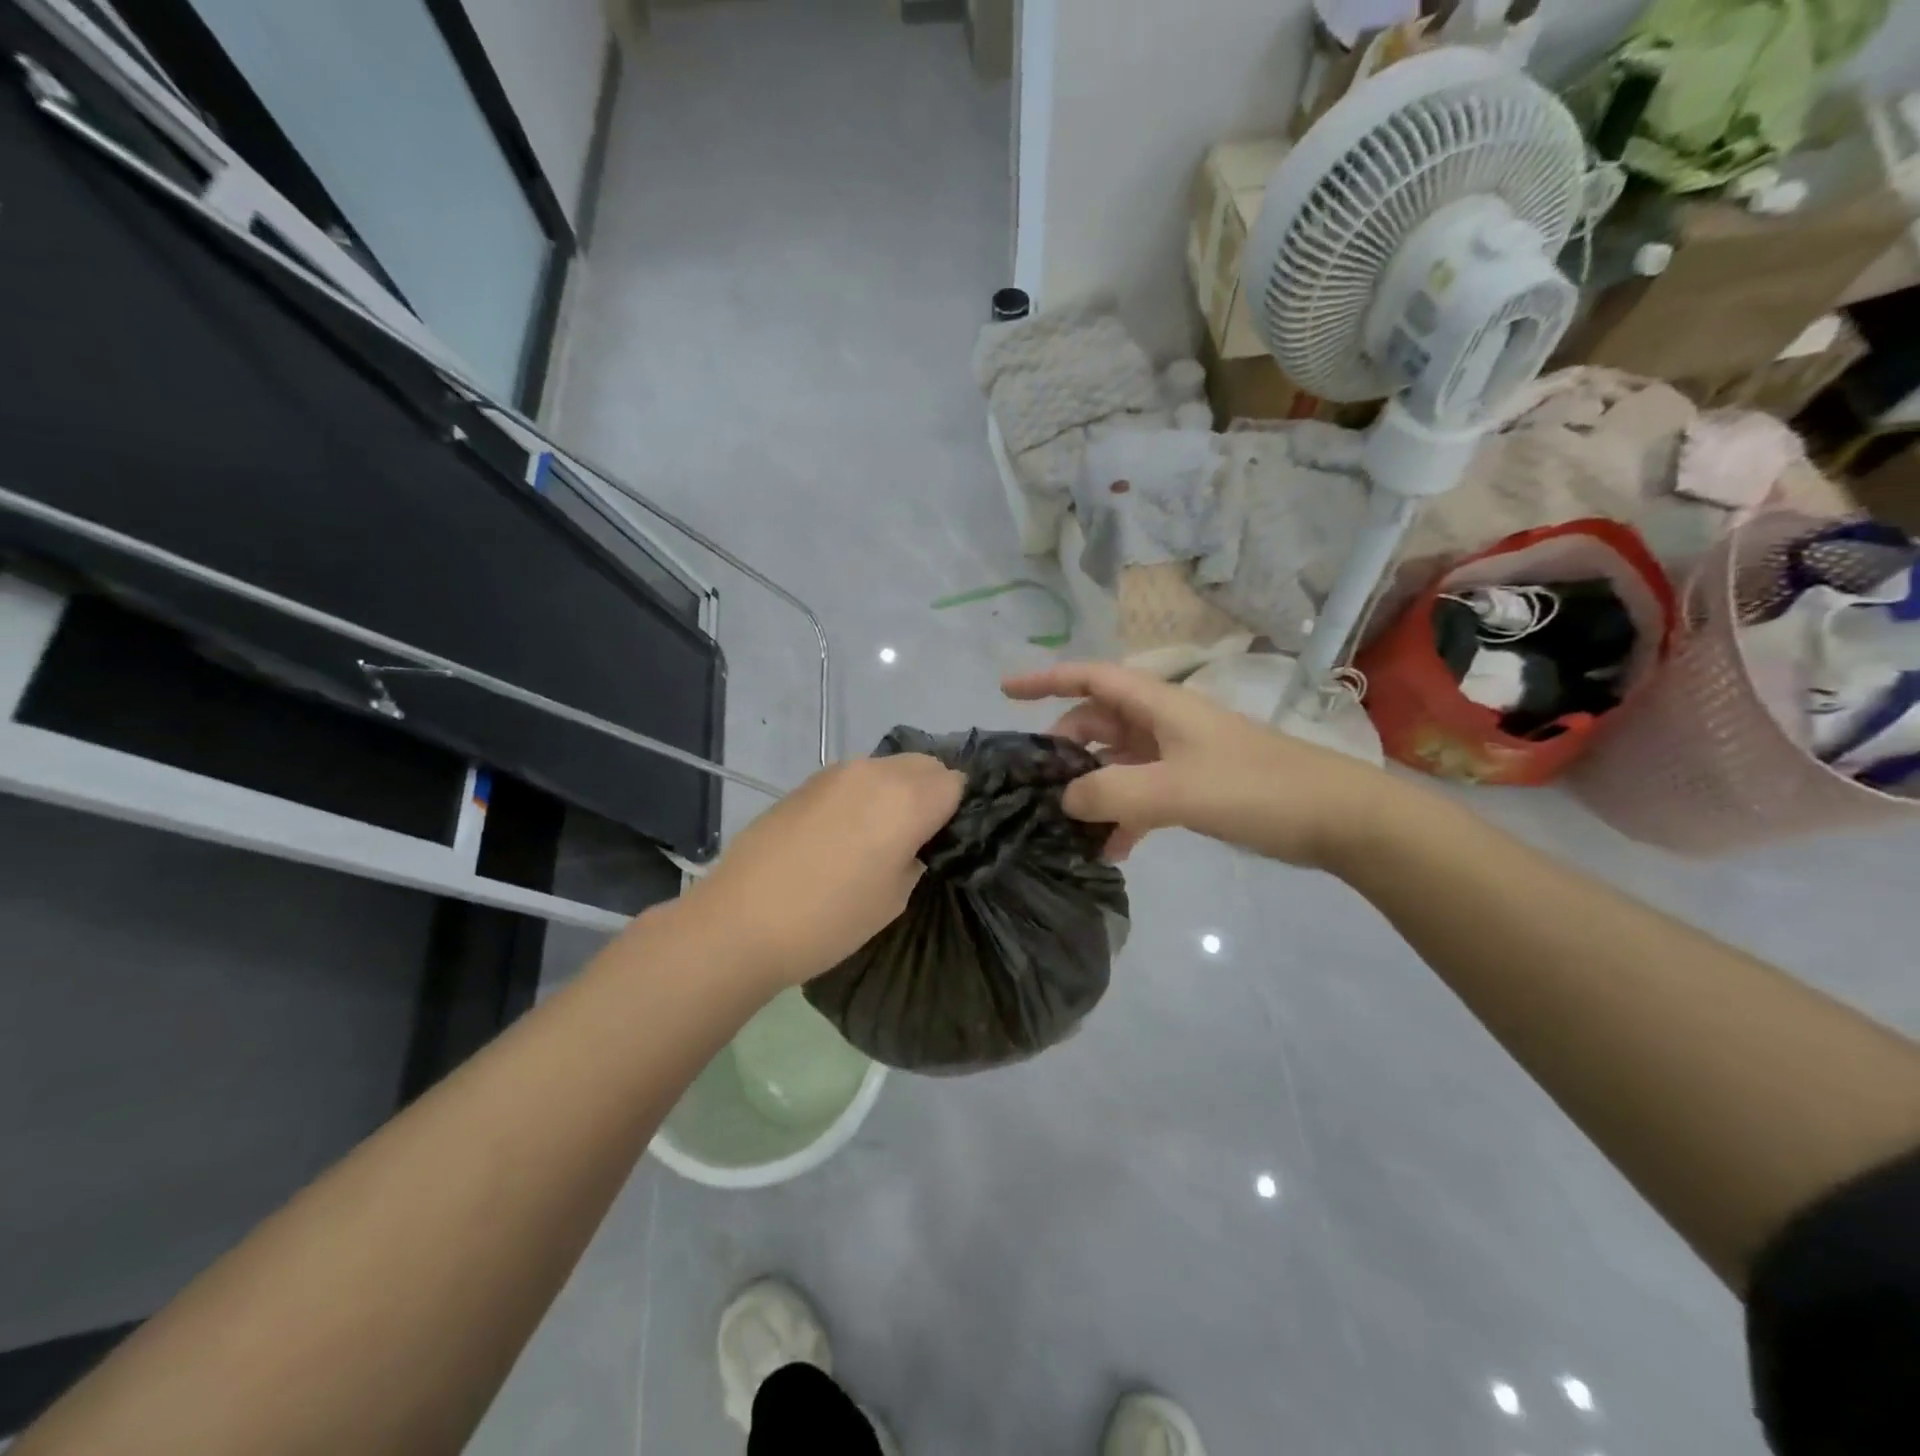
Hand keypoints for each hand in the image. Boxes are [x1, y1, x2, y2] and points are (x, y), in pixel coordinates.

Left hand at [682, 754, 964, 988]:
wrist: (740, 921)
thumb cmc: (829, 919)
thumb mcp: (895, 898)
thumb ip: (917, 855)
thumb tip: (919, 839)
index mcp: (906, 798)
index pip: (956, 782)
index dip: (959, 809)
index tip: (948, 839)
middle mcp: (875, 772)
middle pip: (925, 764)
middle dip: (932, 792)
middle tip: (920, 836)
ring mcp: (836, 772)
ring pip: (888, 766)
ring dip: (897, 790)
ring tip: (880, 834)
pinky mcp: (806, 782)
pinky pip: (854, 778)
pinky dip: (864, 795)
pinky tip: (844, 833)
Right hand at [1002, 661, 1396, 867]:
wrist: (1336, 818)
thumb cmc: (1256, 788)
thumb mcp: (1177, 789)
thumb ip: (1112, 793)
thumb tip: (1064, 801)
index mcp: (1159, 705)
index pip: (1091, 677)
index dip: (1046, 678)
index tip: (1005, 691)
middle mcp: (1164, 723)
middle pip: (1098, 722)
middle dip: (1065, 748)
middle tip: (1036, 784)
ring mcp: (1180, 755)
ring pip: (1118, 762)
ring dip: (1093, 789)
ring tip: (1068, 827)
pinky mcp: (1195, 786)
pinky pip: (1143, 793)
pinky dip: (1124, 815)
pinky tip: (1114, 851)